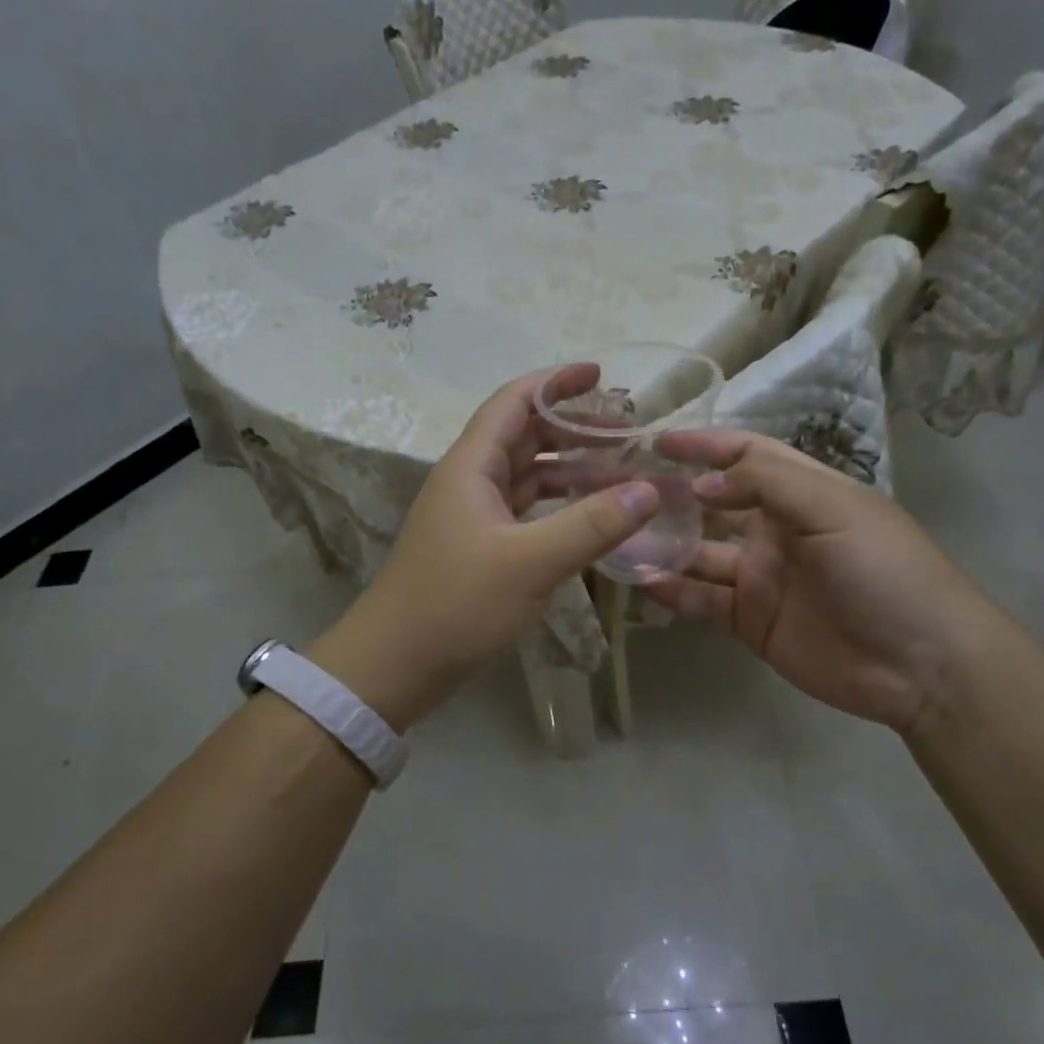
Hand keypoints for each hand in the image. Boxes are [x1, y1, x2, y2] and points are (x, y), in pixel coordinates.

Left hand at [312, 365, 658, 730]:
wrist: (394, 666)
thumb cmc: (456, 604)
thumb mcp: (530, 562)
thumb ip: (591, 524)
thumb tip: (649, 490)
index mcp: (472, 466)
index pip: (514, 402)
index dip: (556, 383)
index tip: (602, 376)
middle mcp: (470, 482)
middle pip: (525, 437)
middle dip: (574, 428)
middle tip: (628, 431)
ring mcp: (474, 517)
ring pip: (528, 477)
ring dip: (572, 470)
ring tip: (623, 473)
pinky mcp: (480, 549)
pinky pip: (527, 512)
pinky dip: (560, 507)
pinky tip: (592, 518)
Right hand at [643, 429, 998, 735]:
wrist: (922, 665)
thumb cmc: (884, 570)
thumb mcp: (835, 509)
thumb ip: (766, 484)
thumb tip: (700, 483)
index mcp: (801, 493)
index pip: (745, 456)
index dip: (704, 446)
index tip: (658, 443)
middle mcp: (774, 529)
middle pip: (712, 503)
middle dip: (669, 494)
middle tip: (619, 488)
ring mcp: (760, 577)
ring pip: (698, 553)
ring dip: (662, 544)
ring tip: (617, 535)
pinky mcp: (750, 620)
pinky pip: (702, 600)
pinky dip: (672, 590)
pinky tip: (641, 581)